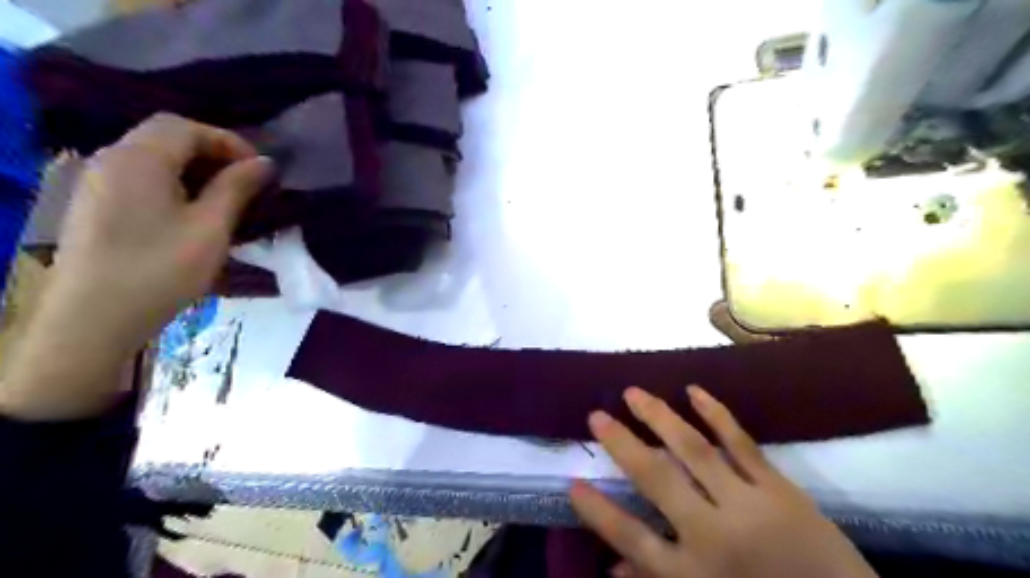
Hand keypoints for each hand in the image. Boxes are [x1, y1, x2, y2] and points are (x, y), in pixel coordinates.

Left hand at [52, 113, 273, 347]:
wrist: (95, 318)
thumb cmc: (161, 269)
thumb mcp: (211, 228)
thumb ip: (237, 188)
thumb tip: (265, 162)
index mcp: (138, 158)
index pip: (186, 127)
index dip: (228, 141)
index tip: (260, 169)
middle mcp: (110, 159)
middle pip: (166, 136)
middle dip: (212, 153)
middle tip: (247, 182)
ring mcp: (97, 182)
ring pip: (153, 157)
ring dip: (194, 169)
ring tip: (225, 198)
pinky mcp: (95, 205)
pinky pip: (140, 177)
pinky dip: (173, 183)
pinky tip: (191, 213)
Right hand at [572, 385, 876, 577]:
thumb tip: (613, 569)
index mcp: (692, 574)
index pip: (631, 538)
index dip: (598, 512)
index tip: (573, 483)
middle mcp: (712, 534)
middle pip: (655, 479)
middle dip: (621, 445)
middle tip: (595, 415)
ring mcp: (747, 504)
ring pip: (693, 450)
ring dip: (658, 417)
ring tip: (632, 392)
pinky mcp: (778, 487)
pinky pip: (740, 443)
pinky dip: (716, 414)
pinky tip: (693, 391)